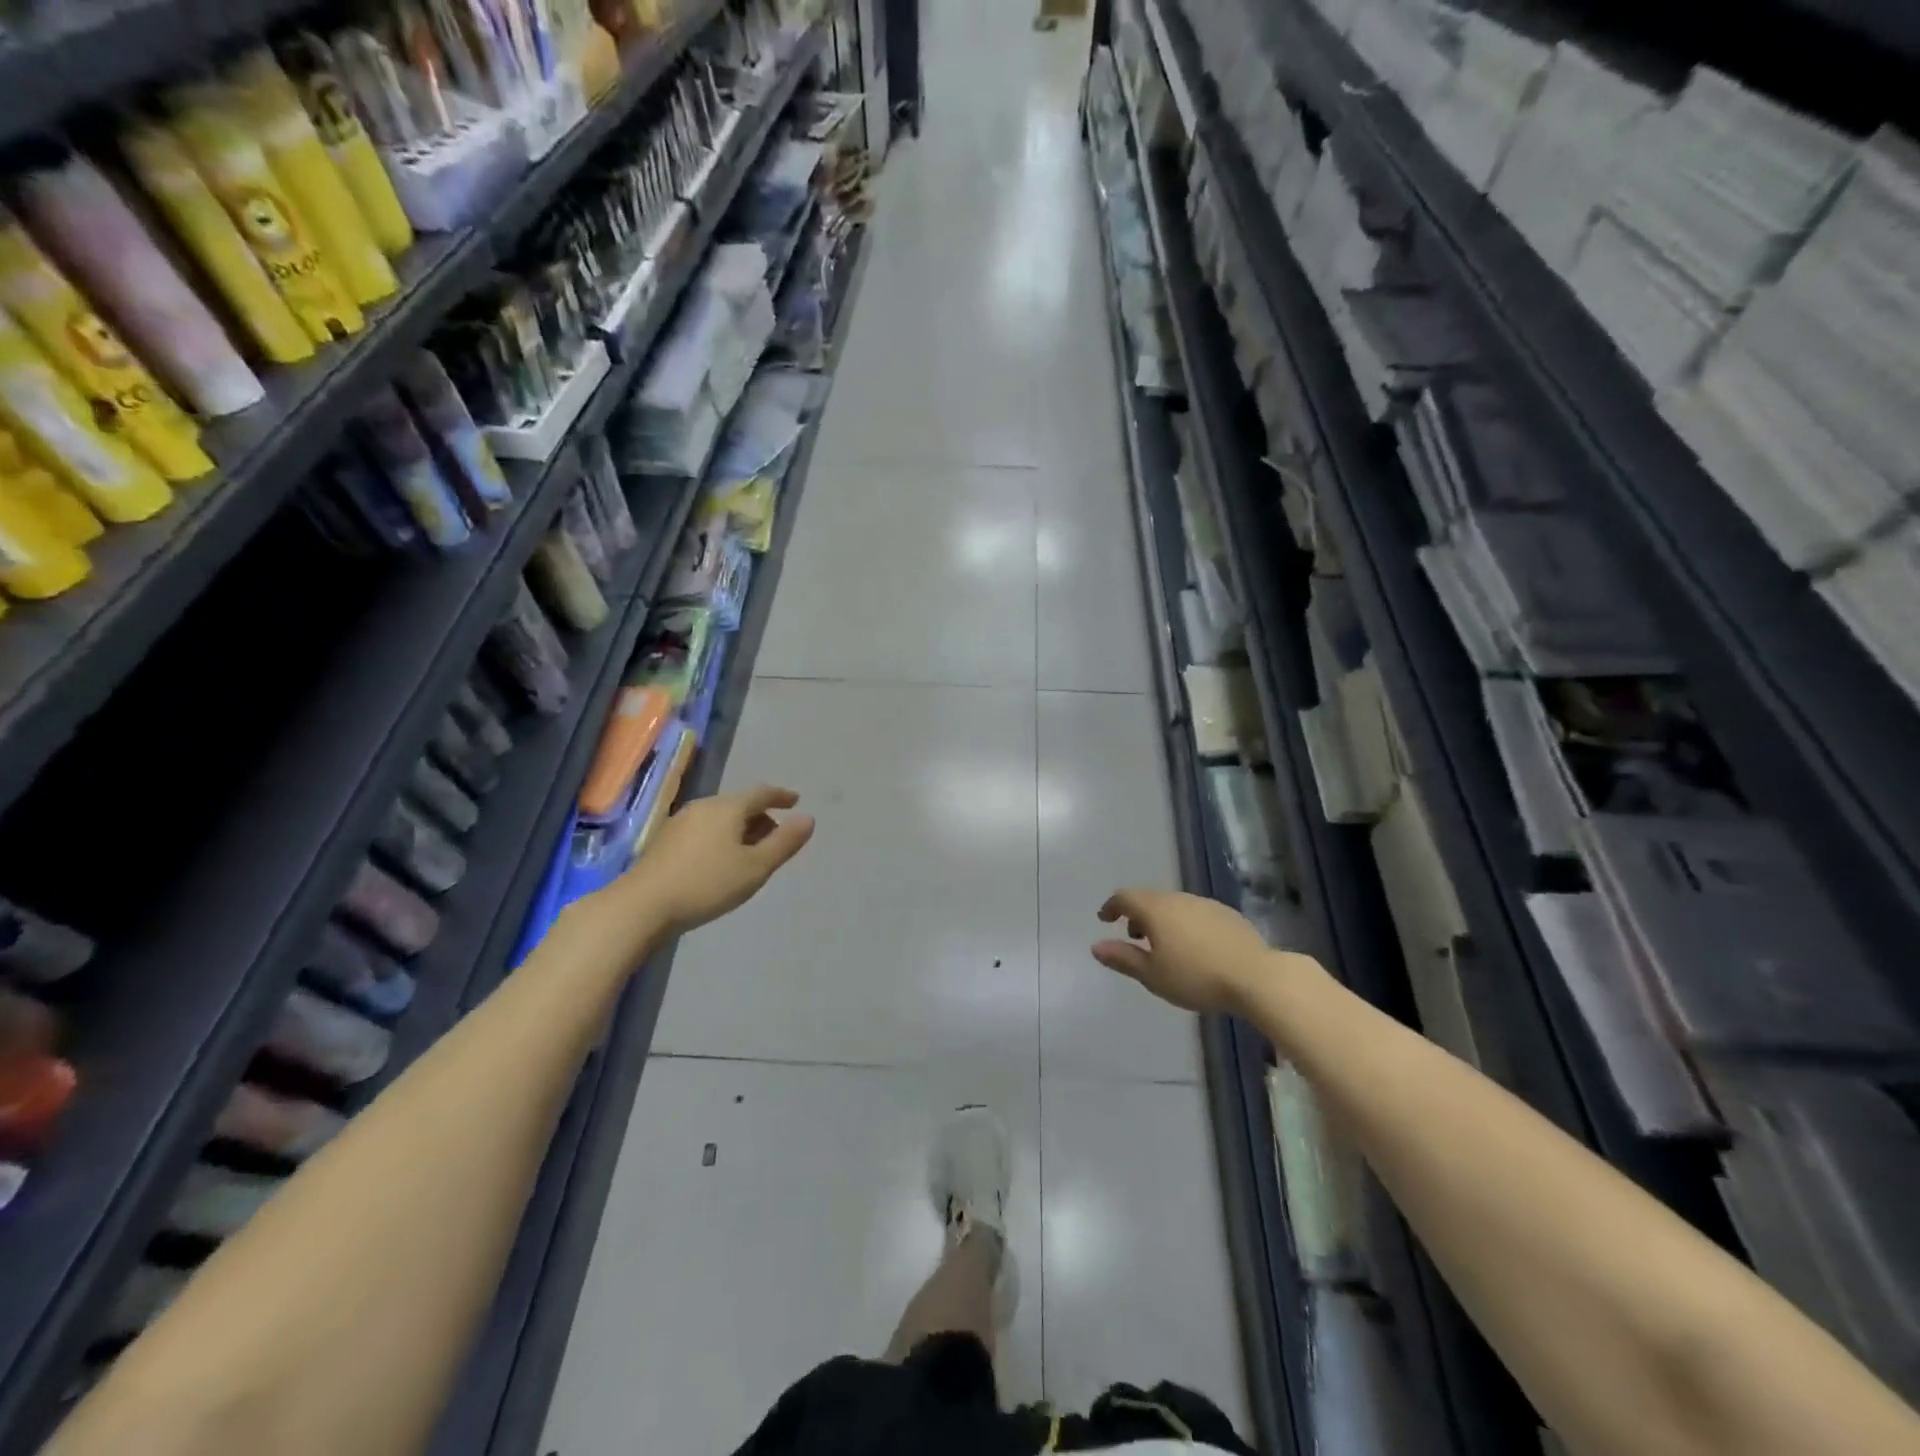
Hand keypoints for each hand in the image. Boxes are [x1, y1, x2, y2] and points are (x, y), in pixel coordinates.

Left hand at [621, 785, 814, 935]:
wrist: (642, 906)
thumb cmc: (707, 884)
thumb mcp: (756, 867)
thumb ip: (784, 842)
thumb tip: (809, 818)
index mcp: (728, 807)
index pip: (761, 793)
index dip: (781, 796)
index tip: (795, 801)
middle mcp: (704, 806)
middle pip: (740, 804)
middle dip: (761, 817)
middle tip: (775, 838)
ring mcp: (680, 822)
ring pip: (720, 818)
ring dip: (740, 829)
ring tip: (750, 854)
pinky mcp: (665, 841)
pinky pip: (704, 830)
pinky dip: (721, 838)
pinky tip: (720, 862)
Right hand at [1093, 888, 1306, 1014]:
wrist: (1256, 977)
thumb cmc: (1196, 977)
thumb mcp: (1153, 975)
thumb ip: (1123, 958)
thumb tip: (1096, 946)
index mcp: (1155, 910)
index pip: (1125, 897)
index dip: (1111, 906)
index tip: (1105, 919)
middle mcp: (1178, 899)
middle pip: (1149, 898)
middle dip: (1136, 914)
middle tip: (1133, 935)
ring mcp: (1205, 904)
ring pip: (1173, 904)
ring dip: (1161, 919)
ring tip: (1163, 945)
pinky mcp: (1226, 914)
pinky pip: (1194, 912)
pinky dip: (1183, 923)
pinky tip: (1193, 947)